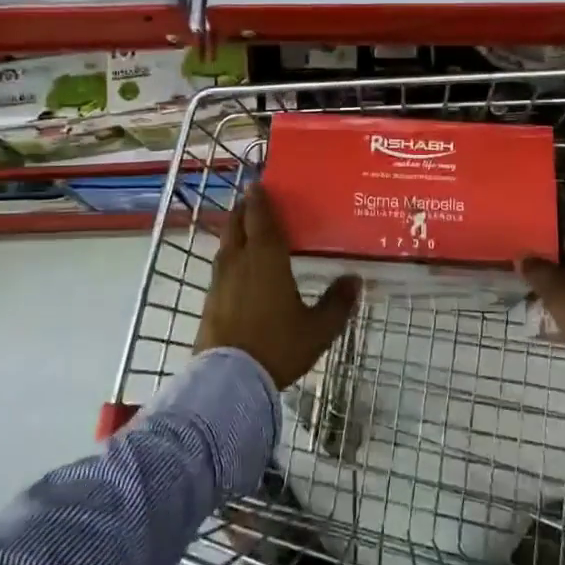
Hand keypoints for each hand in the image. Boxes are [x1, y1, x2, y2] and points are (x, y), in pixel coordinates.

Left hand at [194, 185, 360, 388]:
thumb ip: (337, 303)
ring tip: (245, 230)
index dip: (259, 200)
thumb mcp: (318, 329)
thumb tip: (355, 279)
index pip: (260, 218)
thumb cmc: (277, 346)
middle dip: (243, 210)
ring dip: (233, 232)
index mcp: (266, 259)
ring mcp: (219, 281)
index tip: (258, 184)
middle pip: (236, 225)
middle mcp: (239, 262)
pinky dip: (229, 257)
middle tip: (252, 201)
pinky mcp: (209, 301)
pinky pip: (220, 267)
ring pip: (225, 245)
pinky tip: (236, 269)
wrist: (229, 380)